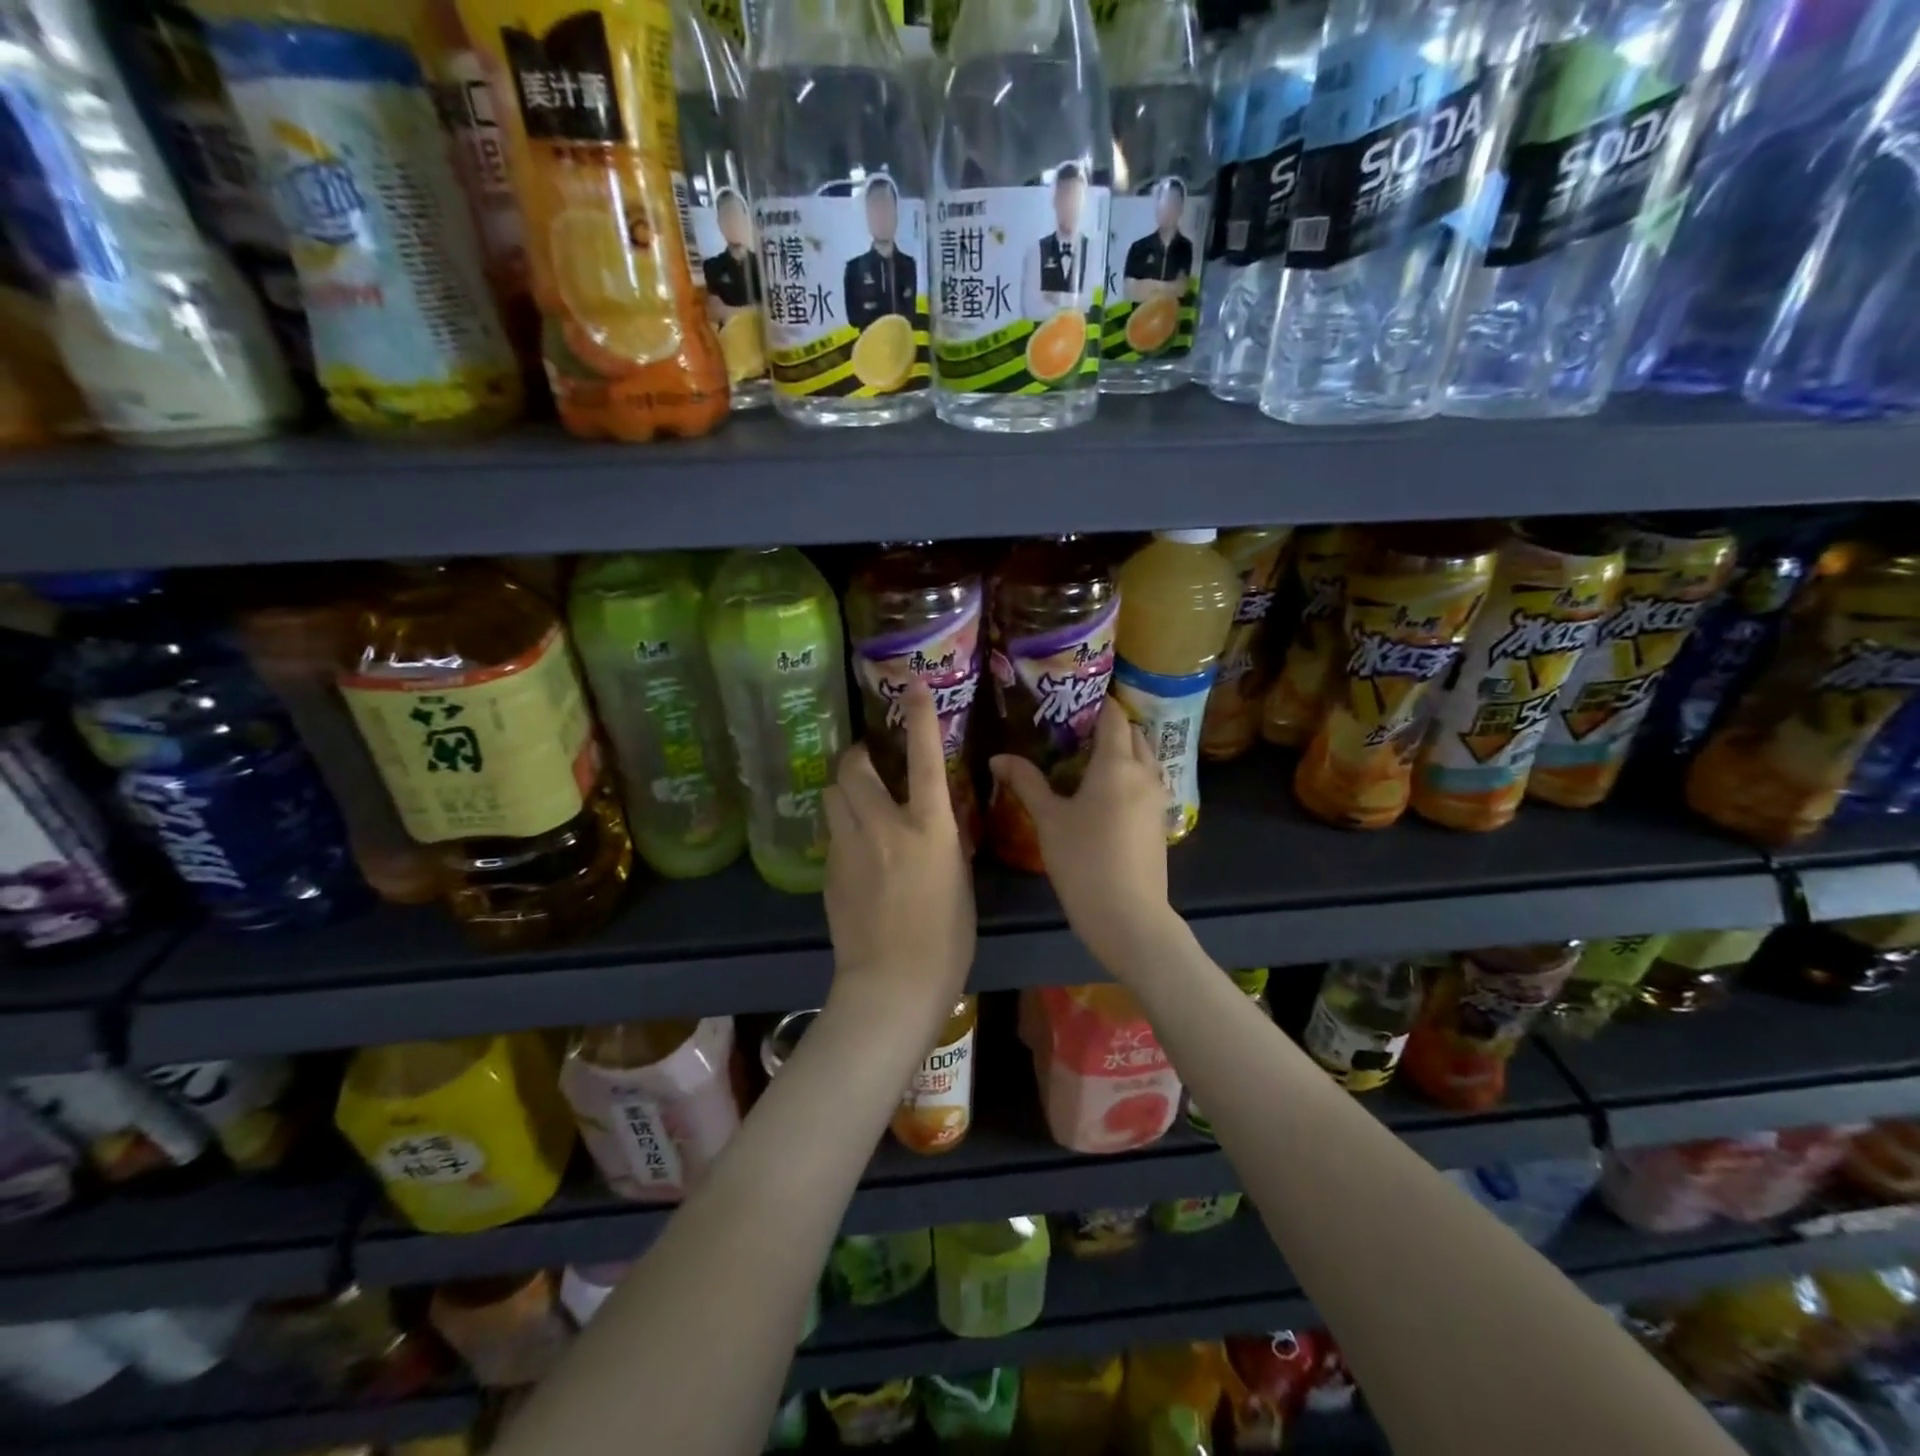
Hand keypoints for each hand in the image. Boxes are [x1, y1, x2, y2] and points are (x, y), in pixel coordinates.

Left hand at [822, 682, 974, 1042]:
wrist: (893, 985)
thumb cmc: (946, 939)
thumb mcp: (958, 879)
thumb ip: (943, 841)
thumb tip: (932, 819)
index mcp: (929, 829)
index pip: (926, 759)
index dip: (920, 718)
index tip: (912, 686)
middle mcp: (885, 827)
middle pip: (854, 768)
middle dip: (857, 756)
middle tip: (866, 760)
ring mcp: (850, 848)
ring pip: (832, 796)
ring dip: (844, 790)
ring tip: (857, 803)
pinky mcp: (829, 872)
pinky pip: (832, 834)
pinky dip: (842, 831)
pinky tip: (856, 855)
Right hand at [989, 698, 1175, 970]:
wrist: (1129, 916)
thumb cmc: (1084, 861)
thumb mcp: (1049, 820)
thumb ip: (1026, 782)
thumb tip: (998, 758)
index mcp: (1117, 764)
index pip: (1113, 716)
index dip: (1096, 703)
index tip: (1072, 700)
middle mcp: (1144, 773)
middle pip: (1134, 734)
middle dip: (1110, 725)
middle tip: (1075, 730)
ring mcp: (1157, 798)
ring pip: (1144, 759)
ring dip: (1123, 750)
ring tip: (1088, 759)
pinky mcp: (1160, 821)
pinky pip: (1147, 782)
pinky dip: (1130, 774)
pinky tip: (1104, 793)